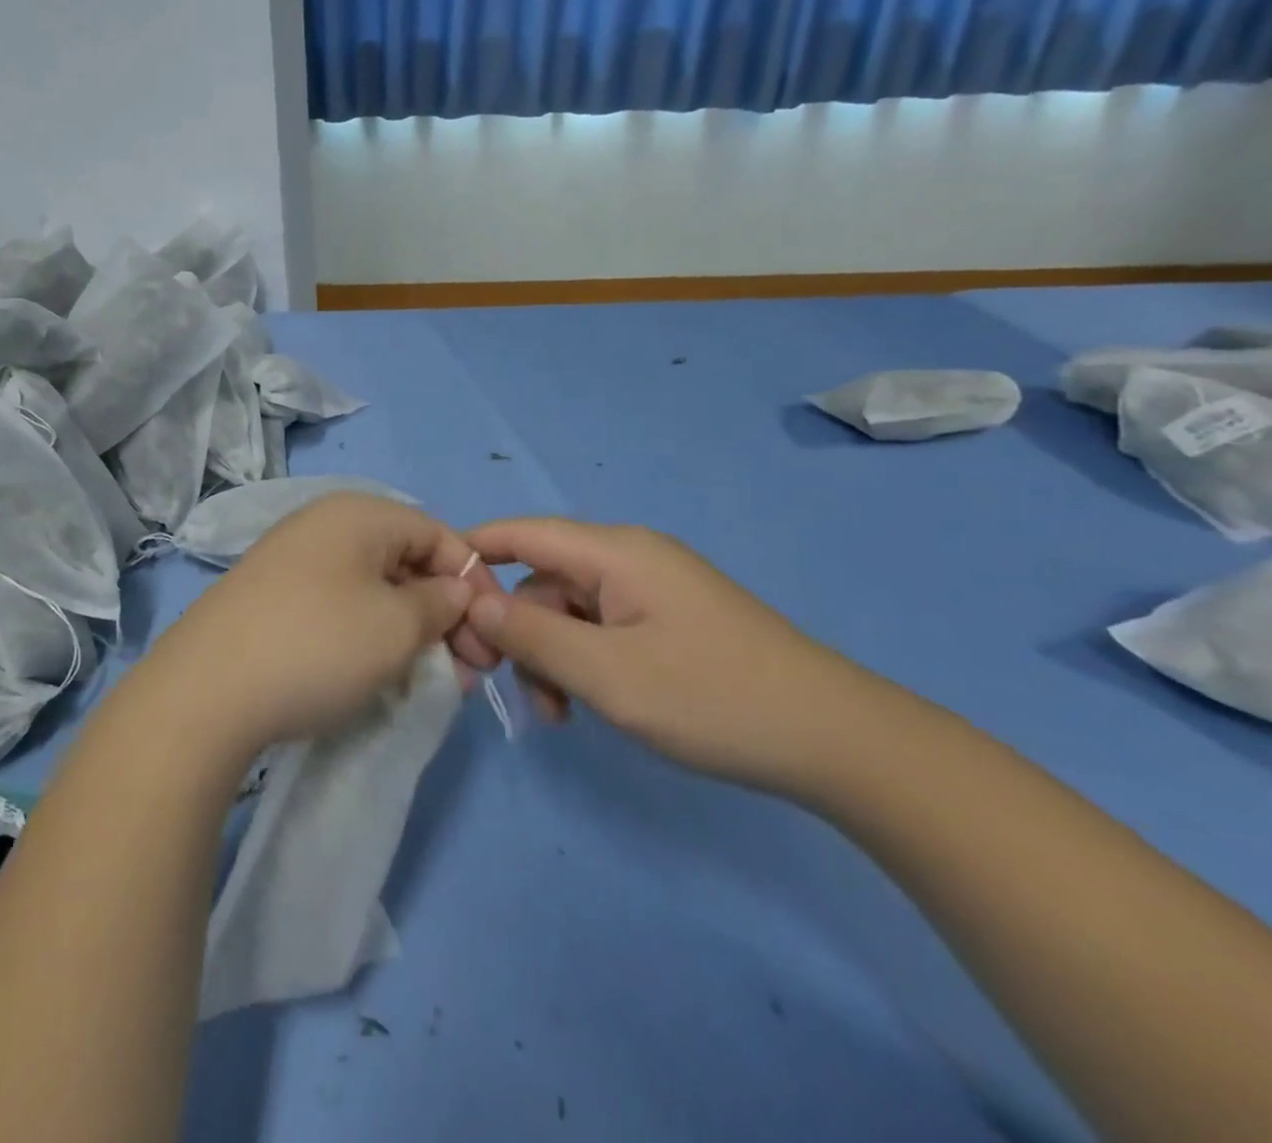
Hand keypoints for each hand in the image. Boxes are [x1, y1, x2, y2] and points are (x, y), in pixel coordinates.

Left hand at [150, 494, 498, 756]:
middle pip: (406, 559)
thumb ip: (441, 603)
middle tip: (465, 668)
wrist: (206, 690)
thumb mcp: (397, 625)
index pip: (438, 533)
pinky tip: (377, 669)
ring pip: (373, 585)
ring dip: (409, 627)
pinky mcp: (272, 596)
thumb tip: (453, 591)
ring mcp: (293, 558)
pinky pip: (339, 603)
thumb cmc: (318, 644)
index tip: (491, 634)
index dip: (473, 580)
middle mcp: (325, 523)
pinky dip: (369, 632)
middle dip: (444, 611)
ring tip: (428, 676)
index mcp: (359, 513)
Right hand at [464, 518, 879, 792]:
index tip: (435, 595)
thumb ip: (532, 636)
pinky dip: (582, 661)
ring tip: (559, 714)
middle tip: (509, 687)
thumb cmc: (713, 698)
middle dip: (518, 629)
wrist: (835, 740)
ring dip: (551, 655)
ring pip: (570, 609)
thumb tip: (472, 603)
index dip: (473, 554)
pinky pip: (602, 627)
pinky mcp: (669, 620)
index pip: (522, 532)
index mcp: (615, 552)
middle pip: (543, 578)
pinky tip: (588, 705)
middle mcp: (630, 558)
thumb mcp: (607, 673)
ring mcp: (653, 589)